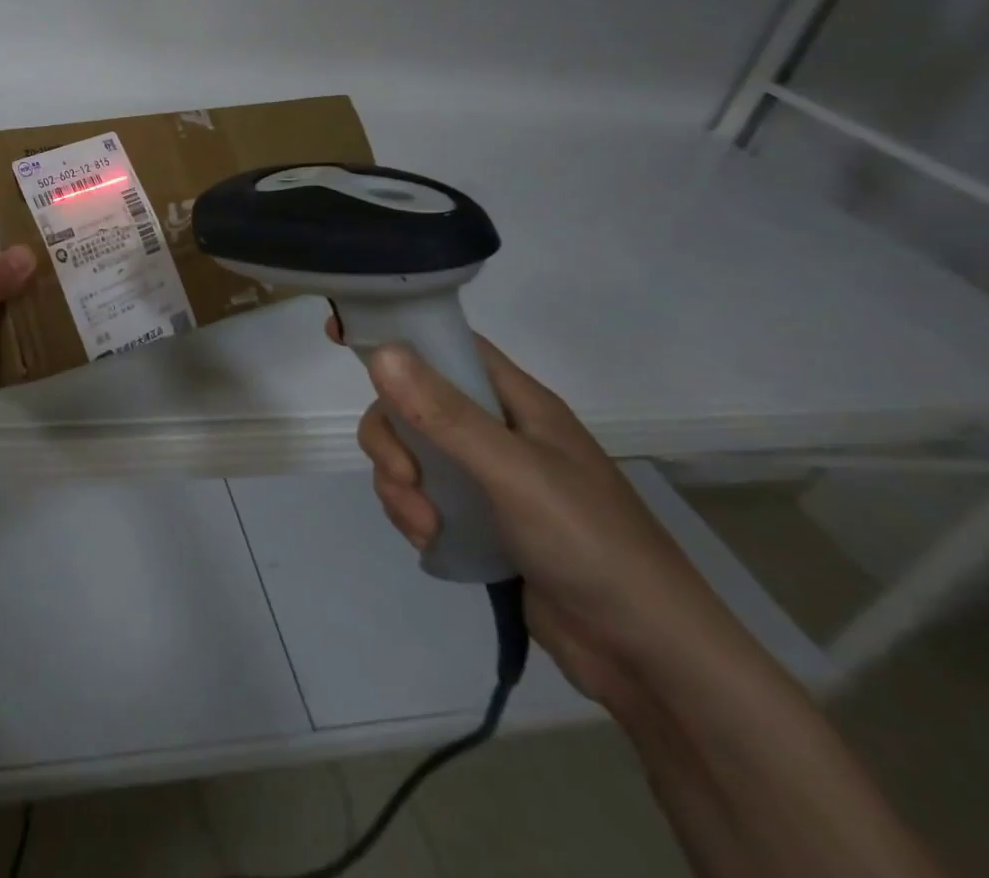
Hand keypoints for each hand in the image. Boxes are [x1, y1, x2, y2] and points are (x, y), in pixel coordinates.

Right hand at [336, 319, 746, 706]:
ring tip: (424, 527)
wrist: (647, 656)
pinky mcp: (477, 520)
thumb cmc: (589, 542)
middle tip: (405, 478)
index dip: (395, 333)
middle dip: (392, 439)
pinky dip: (411, 514)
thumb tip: (380, 352)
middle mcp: (496, 428)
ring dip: (399, 485)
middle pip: (411, 403)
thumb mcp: (512, 472)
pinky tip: (430, 542)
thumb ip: (444, 415)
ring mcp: (485, 476)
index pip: (444, 343)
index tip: (341, 335)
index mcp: (513, 399)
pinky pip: (420, 496)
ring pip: (409, 453)